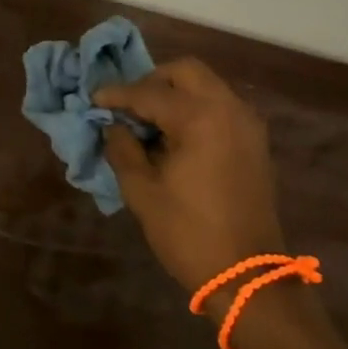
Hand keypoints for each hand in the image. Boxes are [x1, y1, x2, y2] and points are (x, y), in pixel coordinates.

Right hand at [95, 58, 282, 295]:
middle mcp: (229, 109)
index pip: (149, 93)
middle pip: (186, 72)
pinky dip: (195, 109)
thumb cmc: (189, 233)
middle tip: (128, 106)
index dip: (117, 94)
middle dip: (152, 82)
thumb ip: (123, 149)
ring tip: (148, 123)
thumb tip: (113, 126)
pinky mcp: (254, 142)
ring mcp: (247, 124)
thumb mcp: (142, 192)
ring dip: (175, 94)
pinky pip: (220, 107)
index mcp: (200, 118)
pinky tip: (174, 137)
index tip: (93, 99)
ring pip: (206, 86)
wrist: (248, 276)